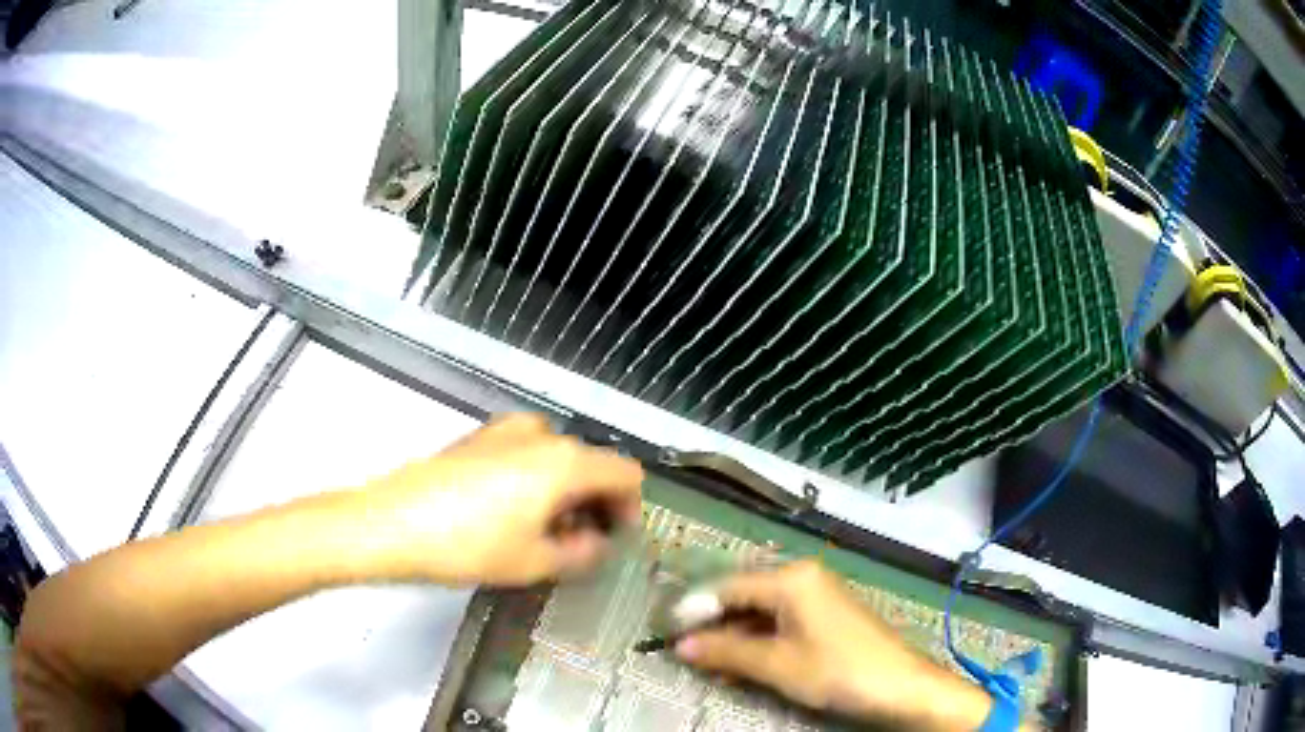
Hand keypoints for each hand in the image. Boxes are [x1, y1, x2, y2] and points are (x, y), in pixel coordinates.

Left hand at [346, 414, 643, 585]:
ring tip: (542, 532)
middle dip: (594, 503)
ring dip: (564, 492)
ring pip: (556, 458)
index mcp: (565, 460)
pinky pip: (524, 453)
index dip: (630, 508)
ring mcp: (504, 429)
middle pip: (591, 463)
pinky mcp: (476, 436)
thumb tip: (597, 543)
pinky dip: (534, 480)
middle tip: (579, 543)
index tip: (615, 539)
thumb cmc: (469, 545)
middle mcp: (541, 433)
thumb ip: (583, 553)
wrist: (390, 522)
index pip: (625, 474)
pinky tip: (509, 514)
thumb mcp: (535, 562)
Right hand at [675, 561, 991, 730]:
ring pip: (761, 611)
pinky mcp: (826, 615)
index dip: (694, 611)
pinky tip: (744, 664)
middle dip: (714, 626)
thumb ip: (726, 651)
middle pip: (744, 596)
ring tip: (712, 666)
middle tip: (687, 653)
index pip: (727, 587)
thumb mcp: (777, 665)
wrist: (900, 685)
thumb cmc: (837, 670)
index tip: (664, 632)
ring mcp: (817, 595)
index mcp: (791, 579)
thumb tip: (680, 645)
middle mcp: (803, 577)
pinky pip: (781, 621)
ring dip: (735, 638)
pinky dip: (760, 641)